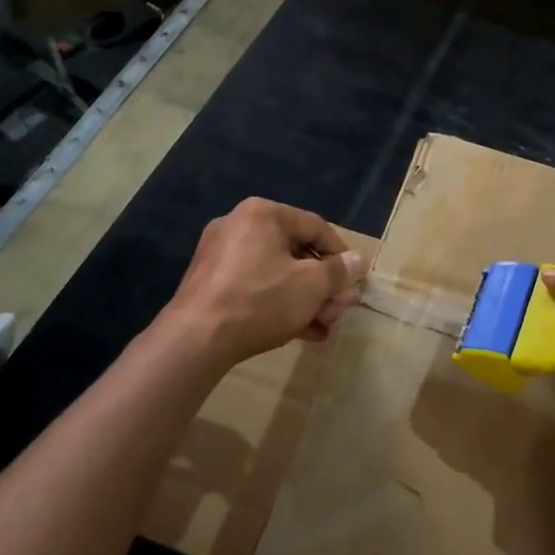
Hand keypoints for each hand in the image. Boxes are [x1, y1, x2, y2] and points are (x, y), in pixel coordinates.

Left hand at [162, 198, 367, 371]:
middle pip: (296, 252)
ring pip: (276, 272)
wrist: (195, 340)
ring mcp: (220, 255)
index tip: (354, 282)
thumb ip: (339, 271)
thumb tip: (359, 261)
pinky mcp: (209, 283)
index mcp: (263, 214)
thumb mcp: (311, 286)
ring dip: (305, 299)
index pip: (316, 227)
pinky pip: (254, 286)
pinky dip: (278, 304)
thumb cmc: (260, 300)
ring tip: (323, 327)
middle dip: (323, 285)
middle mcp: (239, 225)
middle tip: (340, 310)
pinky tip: (300, 332)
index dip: (341, 255)